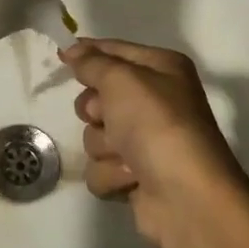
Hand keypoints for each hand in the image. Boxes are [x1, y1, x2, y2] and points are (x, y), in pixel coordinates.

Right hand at [60, 39, 248, 247]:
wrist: (187, 197)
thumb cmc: (157, 125)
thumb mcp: (121, 80)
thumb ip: (92, 63)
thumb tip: (73, 50)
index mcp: (161, 70)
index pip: (115, 51)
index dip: (88, 52)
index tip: (61, 56)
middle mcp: (155, 102)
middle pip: (99, 96)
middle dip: (96, 110)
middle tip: (107, 116)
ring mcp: (146, 142)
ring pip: (96, 135)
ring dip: (105, 147)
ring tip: (127, 156)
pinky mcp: (137, 176)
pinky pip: (102, 167)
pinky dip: (112, 174)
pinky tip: (132, 179)